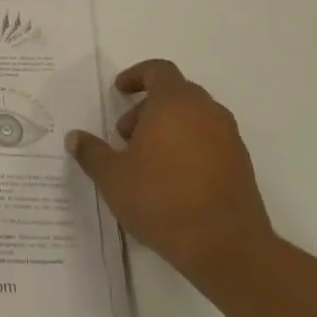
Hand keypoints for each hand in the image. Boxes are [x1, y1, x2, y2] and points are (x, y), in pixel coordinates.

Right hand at [66, 59, 274, 282]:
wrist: (225, 245)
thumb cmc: (161, 199)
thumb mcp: (112, 176)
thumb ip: (91, 152)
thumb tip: (75, 138)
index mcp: (176, 104)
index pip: (158, 70)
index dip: (136, 76)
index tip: (118, 91)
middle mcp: (207, 112)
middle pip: (176, 94)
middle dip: (147, 108)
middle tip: (124, 135)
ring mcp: (229, 138)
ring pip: (194, 118)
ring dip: (167, 128)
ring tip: (144, 161)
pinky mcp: (241, 165)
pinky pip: (209, 141)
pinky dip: (187, 147)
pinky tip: (169, 180)